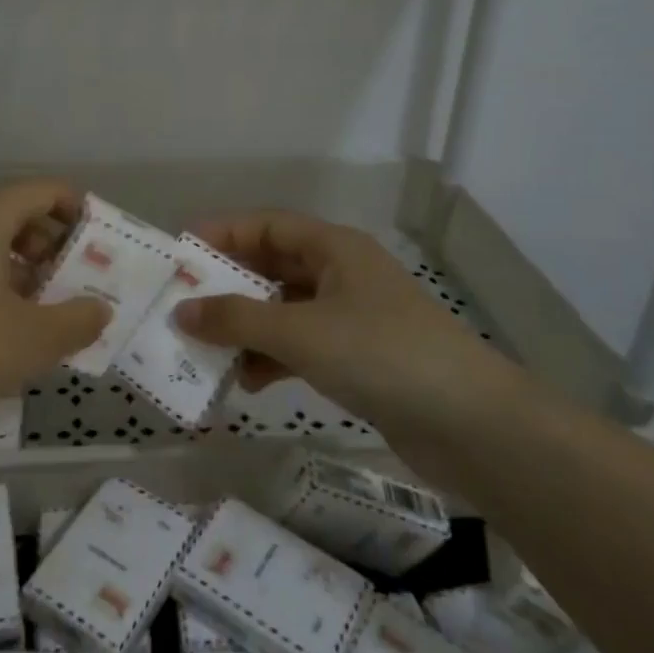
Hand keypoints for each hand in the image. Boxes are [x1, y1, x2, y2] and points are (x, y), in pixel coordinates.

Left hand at [0, 180, 110, 429]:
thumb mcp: (34, 341)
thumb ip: (79, 320)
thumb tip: (99, 308)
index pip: (45, 190)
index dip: (78, 212)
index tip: (97, 248)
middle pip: (14, 211)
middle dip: (49, 244)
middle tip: (68, 283)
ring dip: (17, 265)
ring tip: (34, 309)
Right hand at [174, 211, 510, 436]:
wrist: (472, 426)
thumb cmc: (381, 355)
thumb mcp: (300, 332)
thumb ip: (236, 319)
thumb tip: (181, 311)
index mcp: (334, 248)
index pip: (266, 226)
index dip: (222, 234)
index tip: (180, 254)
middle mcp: (341, 274)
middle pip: (272, 267)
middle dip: (228, 286)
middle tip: (184, 304)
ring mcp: (351, 317)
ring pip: (283, 310)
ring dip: (247, 327)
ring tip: (207, 349)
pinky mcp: (358, 358)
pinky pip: (300, 346)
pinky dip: (272, 358)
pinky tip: (247, 381)